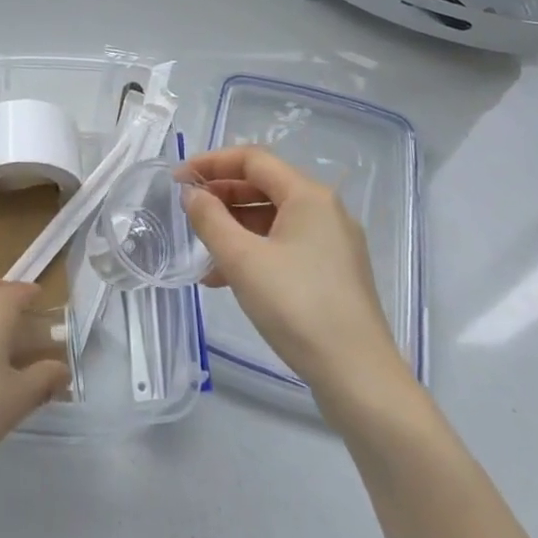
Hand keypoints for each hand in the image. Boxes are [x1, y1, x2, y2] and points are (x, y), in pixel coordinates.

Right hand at [180, 145, 413, 419]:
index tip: (178, 180)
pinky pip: (286, 245)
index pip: (252, 160)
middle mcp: (326, 211)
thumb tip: (192, 195)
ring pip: (274, 219)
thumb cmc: (297, 307)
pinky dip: (254, 251)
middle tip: (187, 211)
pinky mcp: (335, 272)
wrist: (359, 377)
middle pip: (264, 186)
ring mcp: (334, 243)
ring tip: (202, 253)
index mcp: (308, 196)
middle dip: (221, 195)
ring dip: (234, 228)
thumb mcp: (242, 260)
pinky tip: (227, 279)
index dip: (211, 163)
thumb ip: (210, 219)